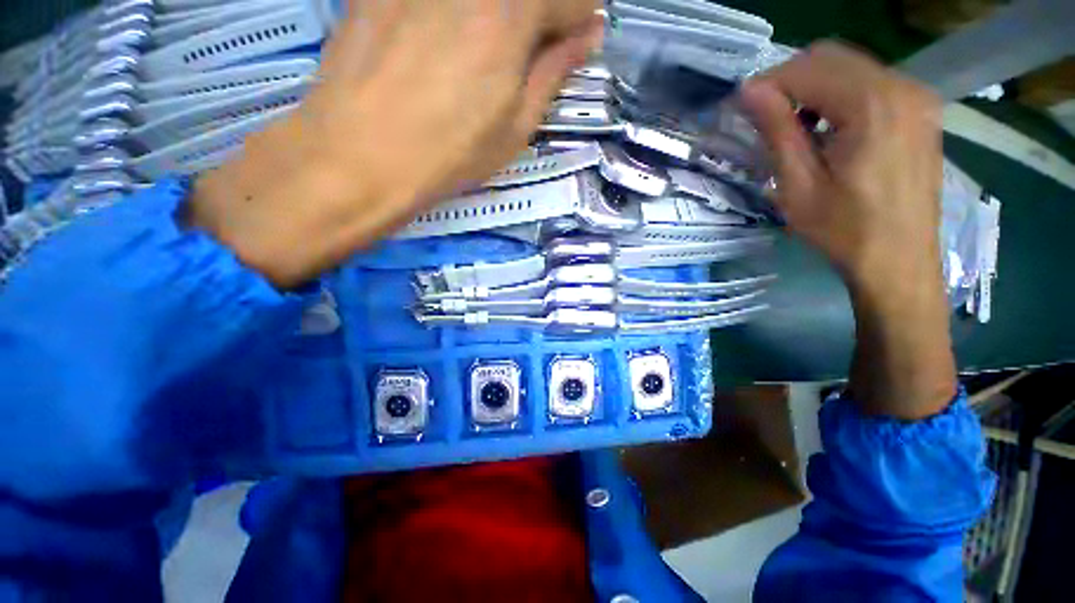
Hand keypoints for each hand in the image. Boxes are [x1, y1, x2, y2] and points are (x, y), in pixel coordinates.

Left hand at [190, 0, 602, 287]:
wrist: (349, 162)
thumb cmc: (441, 160)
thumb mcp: (514, 129)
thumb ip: (553, 72)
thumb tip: (582, 38)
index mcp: (504, 16)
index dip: (578, 16)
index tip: (580, 39)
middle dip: (547, 11)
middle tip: (550, 45)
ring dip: (508, 16)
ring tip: (505, 55)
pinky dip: (468, 14)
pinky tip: (459, 47)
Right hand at [740, 42, 956, 418]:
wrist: (898, 274)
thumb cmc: (843, 239)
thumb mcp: (796, 190)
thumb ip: (776, 135)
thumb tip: (750, 95)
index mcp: (872, 111)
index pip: (808, 67)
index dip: (767, 82)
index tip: (736, 107)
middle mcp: (901, 95)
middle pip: (830, 61)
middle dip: (787, 84)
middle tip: (754, 123)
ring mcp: (913, 105)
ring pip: (847, 75)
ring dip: (808, 97)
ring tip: (782, 136)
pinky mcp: (914, 120)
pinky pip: (862, 93)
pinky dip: (829, 105)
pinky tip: (815, 139)